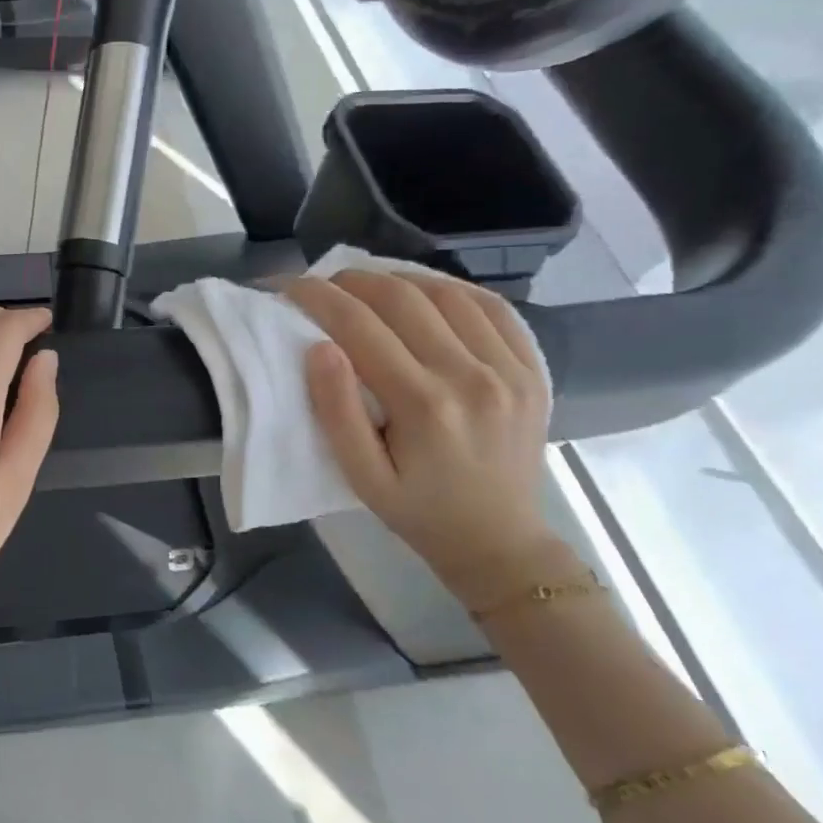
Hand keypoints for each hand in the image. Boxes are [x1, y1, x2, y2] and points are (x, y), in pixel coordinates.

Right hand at [288, 270, 565, 604]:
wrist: (501, 543)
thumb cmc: (419, 512)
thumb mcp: (361, 476)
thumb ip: (336, 411)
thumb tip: (319, 348)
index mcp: (424, 405)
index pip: (360, 326)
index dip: (318, 297)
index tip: (290, 286)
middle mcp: (471, 376)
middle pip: (402, 298)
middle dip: (352, 281)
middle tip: (323, 285)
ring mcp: (509, 369)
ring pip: (446, 292)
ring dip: (398, 279)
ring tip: (368, 287)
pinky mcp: (532, 370)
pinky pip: (491, 307)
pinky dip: (451, 289)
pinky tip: (424, 294)